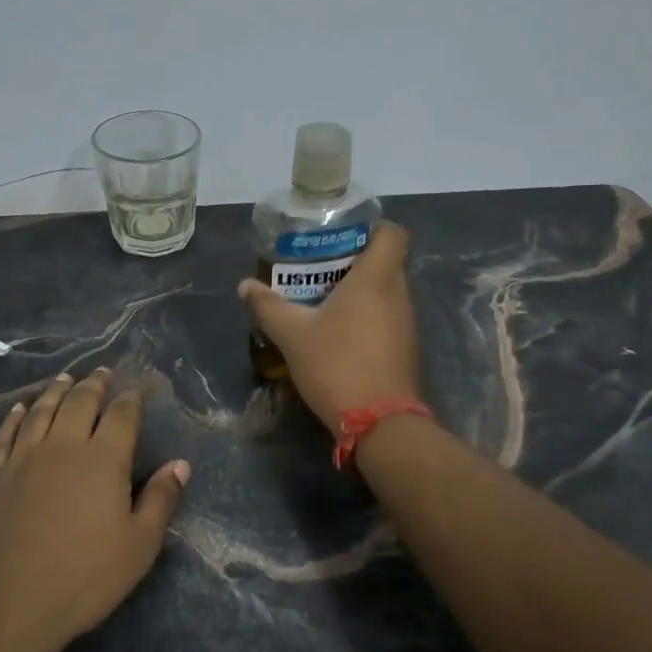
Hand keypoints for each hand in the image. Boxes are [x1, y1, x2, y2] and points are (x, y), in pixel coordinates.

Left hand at [0, 368, 188, 651]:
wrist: (1, 607)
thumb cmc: (81, 579)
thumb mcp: (139, 547)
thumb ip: (161, 500)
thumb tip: (181, 464)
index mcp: (103, 459)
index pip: (122, 416)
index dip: (131, 400)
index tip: (136, 390)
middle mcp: (63, 446)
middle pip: (80, 403)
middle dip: (94, 384)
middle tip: (102, 372)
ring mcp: (22, 458)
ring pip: (42, 410)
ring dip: (56, 390)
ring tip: (65, 378)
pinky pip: (5, 434)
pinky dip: (15, 416)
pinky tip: (20, 408)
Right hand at [237, 221, 422, 431]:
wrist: (380, 424)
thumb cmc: (338, 365)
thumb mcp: (293, 335)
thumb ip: (268, 306)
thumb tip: (245, 285)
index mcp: (377, 278)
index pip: (392, 232)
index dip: (372, 227)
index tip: (342, 236)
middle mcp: (399, 293)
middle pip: (385, 261)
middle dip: (354, 260)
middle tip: (319, 268)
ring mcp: (407, 322)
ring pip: (386, 291)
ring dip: (360, 291)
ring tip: (323, 299)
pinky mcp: (406, 348)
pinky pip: (387, 316)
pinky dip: (367, 316)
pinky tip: (338, 332)